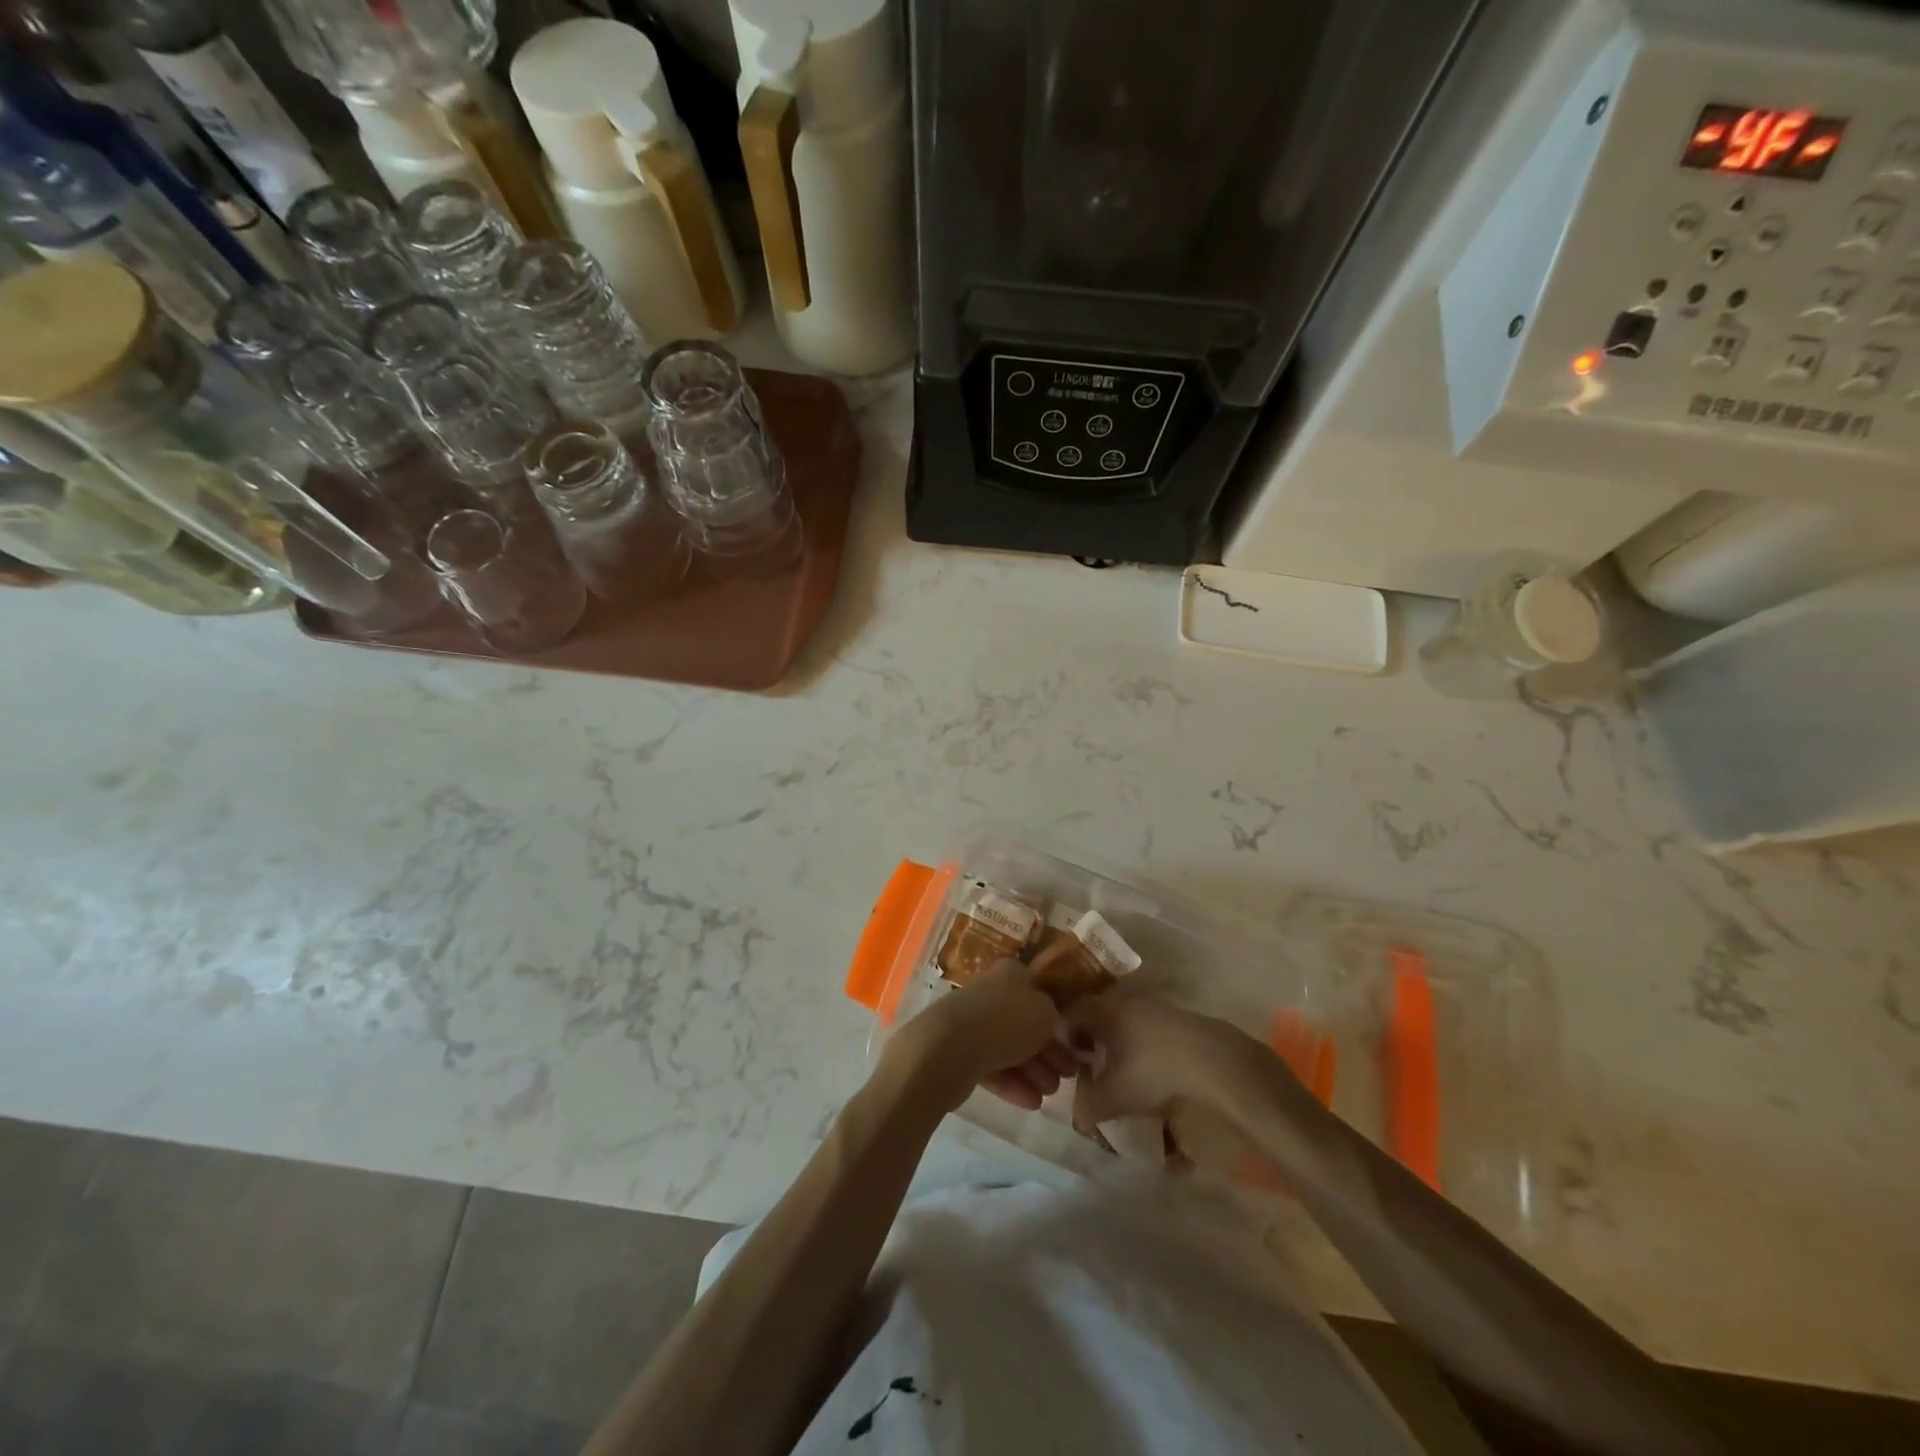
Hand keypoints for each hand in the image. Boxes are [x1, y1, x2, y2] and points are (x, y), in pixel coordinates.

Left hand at [886, 960, 1081, 1112]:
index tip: (1075, 1043)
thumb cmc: (1005, 1022)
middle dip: (1048, 1051)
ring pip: (1010, 1047)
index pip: (1041, 993)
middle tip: (1067, 1074)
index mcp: (1011, 974)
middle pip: (1025, 1023)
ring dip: (1034, 1070)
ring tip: (1050, 1093)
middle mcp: (991, 993)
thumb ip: (1054, 1016)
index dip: (1059, 1018)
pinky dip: (1012, 1083)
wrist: (948, 1048)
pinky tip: (1031, 1102)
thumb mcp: (1046, 1013)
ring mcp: (972, 1022)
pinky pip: (992, 1066)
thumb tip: (1050, 1023)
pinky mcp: (959, 1052)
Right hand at [1064, 993, 1274, 1139]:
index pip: (1069, 1016)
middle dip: (1091, 1046)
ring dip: (1118, 1049)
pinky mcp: (1178, 1020)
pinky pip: (1147, 1032)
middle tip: (1091, 1074)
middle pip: (1097, 1020)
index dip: (1063, 1041)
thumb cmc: (1152, 1071)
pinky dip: (1141, 1050)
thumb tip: (1078, 1119)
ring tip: (1122, 1078)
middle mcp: (1124, 1001)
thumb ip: (1088, 1106)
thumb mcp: (1113, 1097)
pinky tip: (1151, 1074)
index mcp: (1102, 1010)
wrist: (1214, 1062)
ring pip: (1123, 1025)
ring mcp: (1154, 1008)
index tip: (1067, 1067)